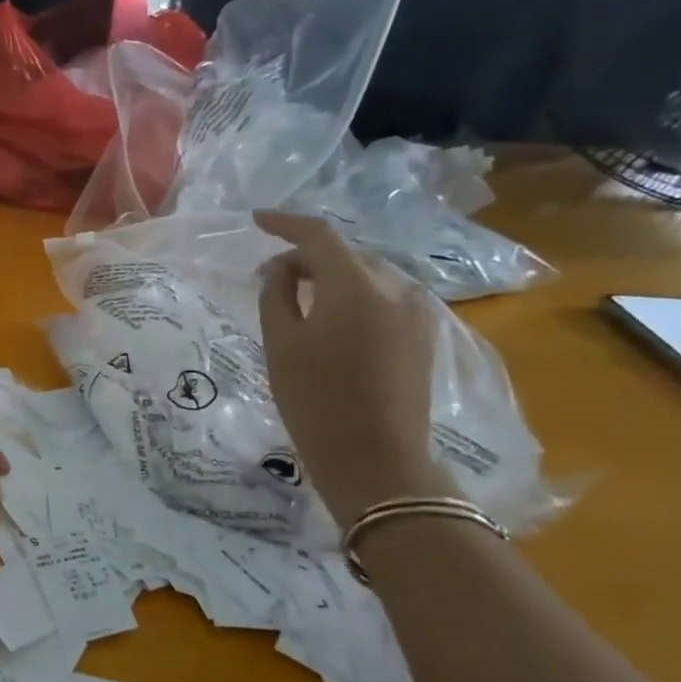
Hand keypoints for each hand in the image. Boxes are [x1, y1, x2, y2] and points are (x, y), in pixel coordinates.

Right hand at [255, 210, 451, 521]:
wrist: (376, 460)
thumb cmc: (316, 401)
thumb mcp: (281, 344)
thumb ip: (276, 294)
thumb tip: (281, 269)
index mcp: (357, 286)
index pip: (319, 235)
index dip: (285, 223)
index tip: (256, 221)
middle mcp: (396, 287)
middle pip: (345, 254)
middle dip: (306, 258)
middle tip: (269, 280)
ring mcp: (416, 311)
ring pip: (366, 276)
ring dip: (331, 279)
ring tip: (299, 303)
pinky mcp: (423, 335)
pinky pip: (383, 298)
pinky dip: (353, 298)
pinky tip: (332, 322)